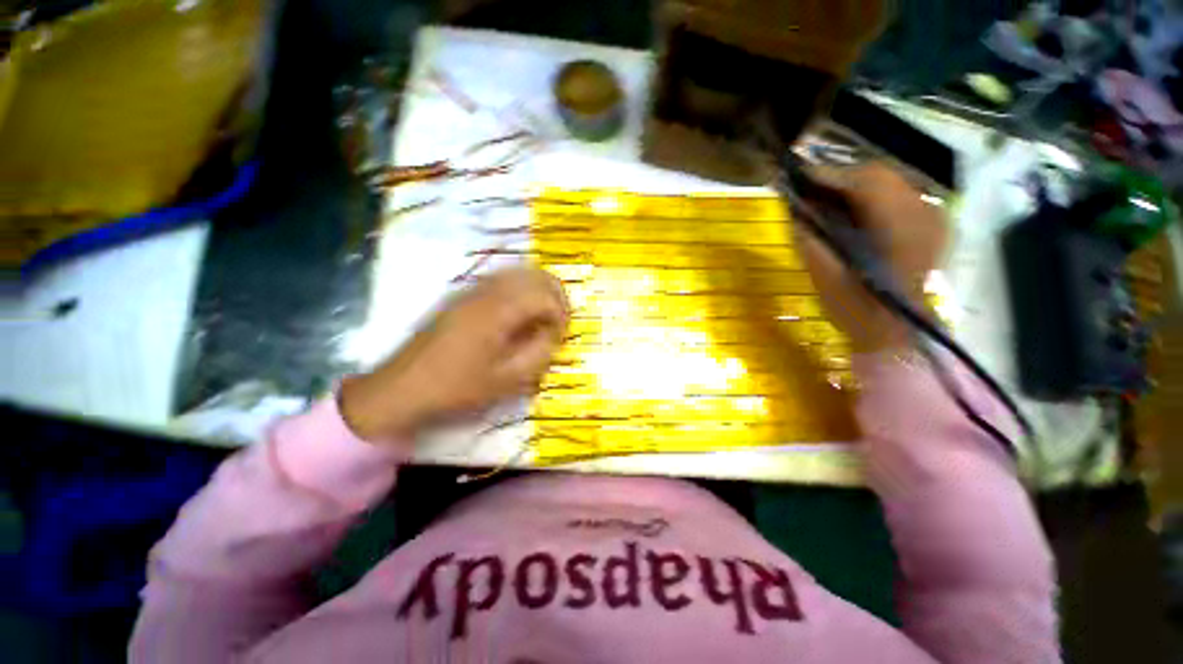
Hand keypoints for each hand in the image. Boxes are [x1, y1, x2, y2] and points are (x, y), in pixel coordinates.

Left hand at [339, 267, 569, 443]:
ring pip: (518, 272)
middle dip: (555, 294)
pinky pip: (501, 279)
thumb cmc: (457, 388)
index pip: (544, 297)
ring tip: (544, 314)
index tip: (561, 336)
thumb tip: (554, 334)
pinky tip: (519, 312)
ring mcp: (472, 290)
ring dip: (539, 289)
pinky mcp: (462, 295)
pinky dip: (520, 288)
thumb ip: (539, 353)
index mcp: (498, 312)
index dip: (561, 315)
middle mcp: (486, 292)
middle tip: (560, 320)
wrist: (403, 388)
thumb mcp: (506, 381)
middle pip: (534, 275)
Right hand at [795, 163, 948, 352]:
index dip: (829, 175)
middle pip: (880, 174)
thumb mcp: (824, 275)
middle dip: (841, 177)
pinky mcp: (932, 223)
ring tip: (827, 197)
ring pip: (891, 181)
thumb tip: (792, 208)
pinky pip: (900, 194)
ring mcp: (932, 217)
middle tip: (809, 188)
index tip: (798, 176)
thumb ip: (808, 238)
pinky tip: (854, 210)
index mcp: (898, 228)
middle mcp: (922, 213)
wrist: (895, 331)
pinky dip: (873, 195)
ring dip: (855, 185)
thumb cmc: (856, 308)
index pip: (864, 182)